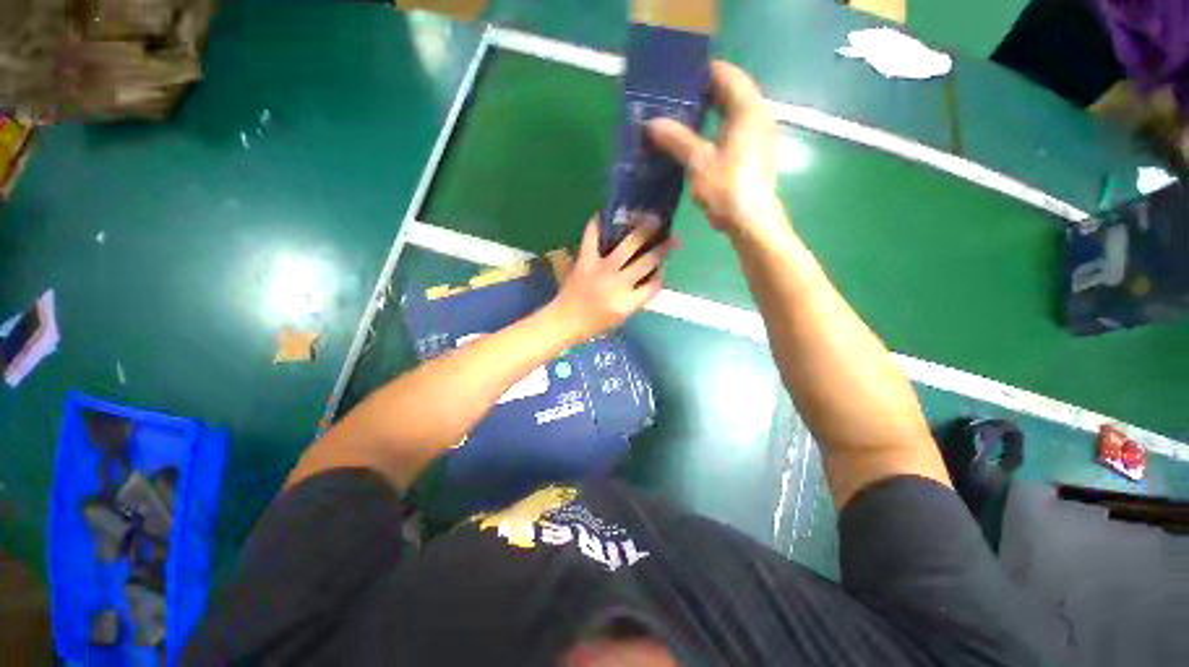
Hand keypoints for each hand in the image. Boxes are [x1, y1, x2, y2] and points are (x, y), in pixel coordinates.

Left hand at [549, 217, 673, 341]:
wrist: (566, 320)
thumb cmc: (595, 323)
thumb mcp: (622, 317)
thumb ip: (637, 299)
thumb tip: (651, 278)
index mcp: (628, 302)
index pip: (654, 285)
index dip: (661, 275)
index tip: (664, 267)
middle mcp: (618, 283)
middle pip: (647, 261)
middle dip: (662, 248)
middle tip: (672, 236)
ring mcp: (602, 269)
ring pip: (629, 245)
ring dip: (643, 230)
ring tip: (653, 219)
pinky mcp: (585, 261)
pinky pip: (592, 237)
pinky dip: (596, 225)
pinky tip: (604, 214)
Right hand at [647, 61, 782, 239]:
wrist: (751, 222)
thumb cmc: (727, 189)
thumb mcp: (698, 162)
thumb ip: (677, 139)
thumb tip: (652, 123)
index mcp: (748, 109)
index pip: (727, 74)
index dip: (702, 72)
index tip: (677, 77)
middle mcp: (758, 116)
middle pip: (730, 92)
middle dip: (703, 93)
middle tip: (673, 99)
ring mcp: (758, 136)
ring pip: (731, 113)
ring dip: (708, 112)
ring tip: (680, 118)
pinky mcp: (754, 154)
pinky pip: (733, 130)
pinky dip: (715, 128)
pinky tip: (695, 141)